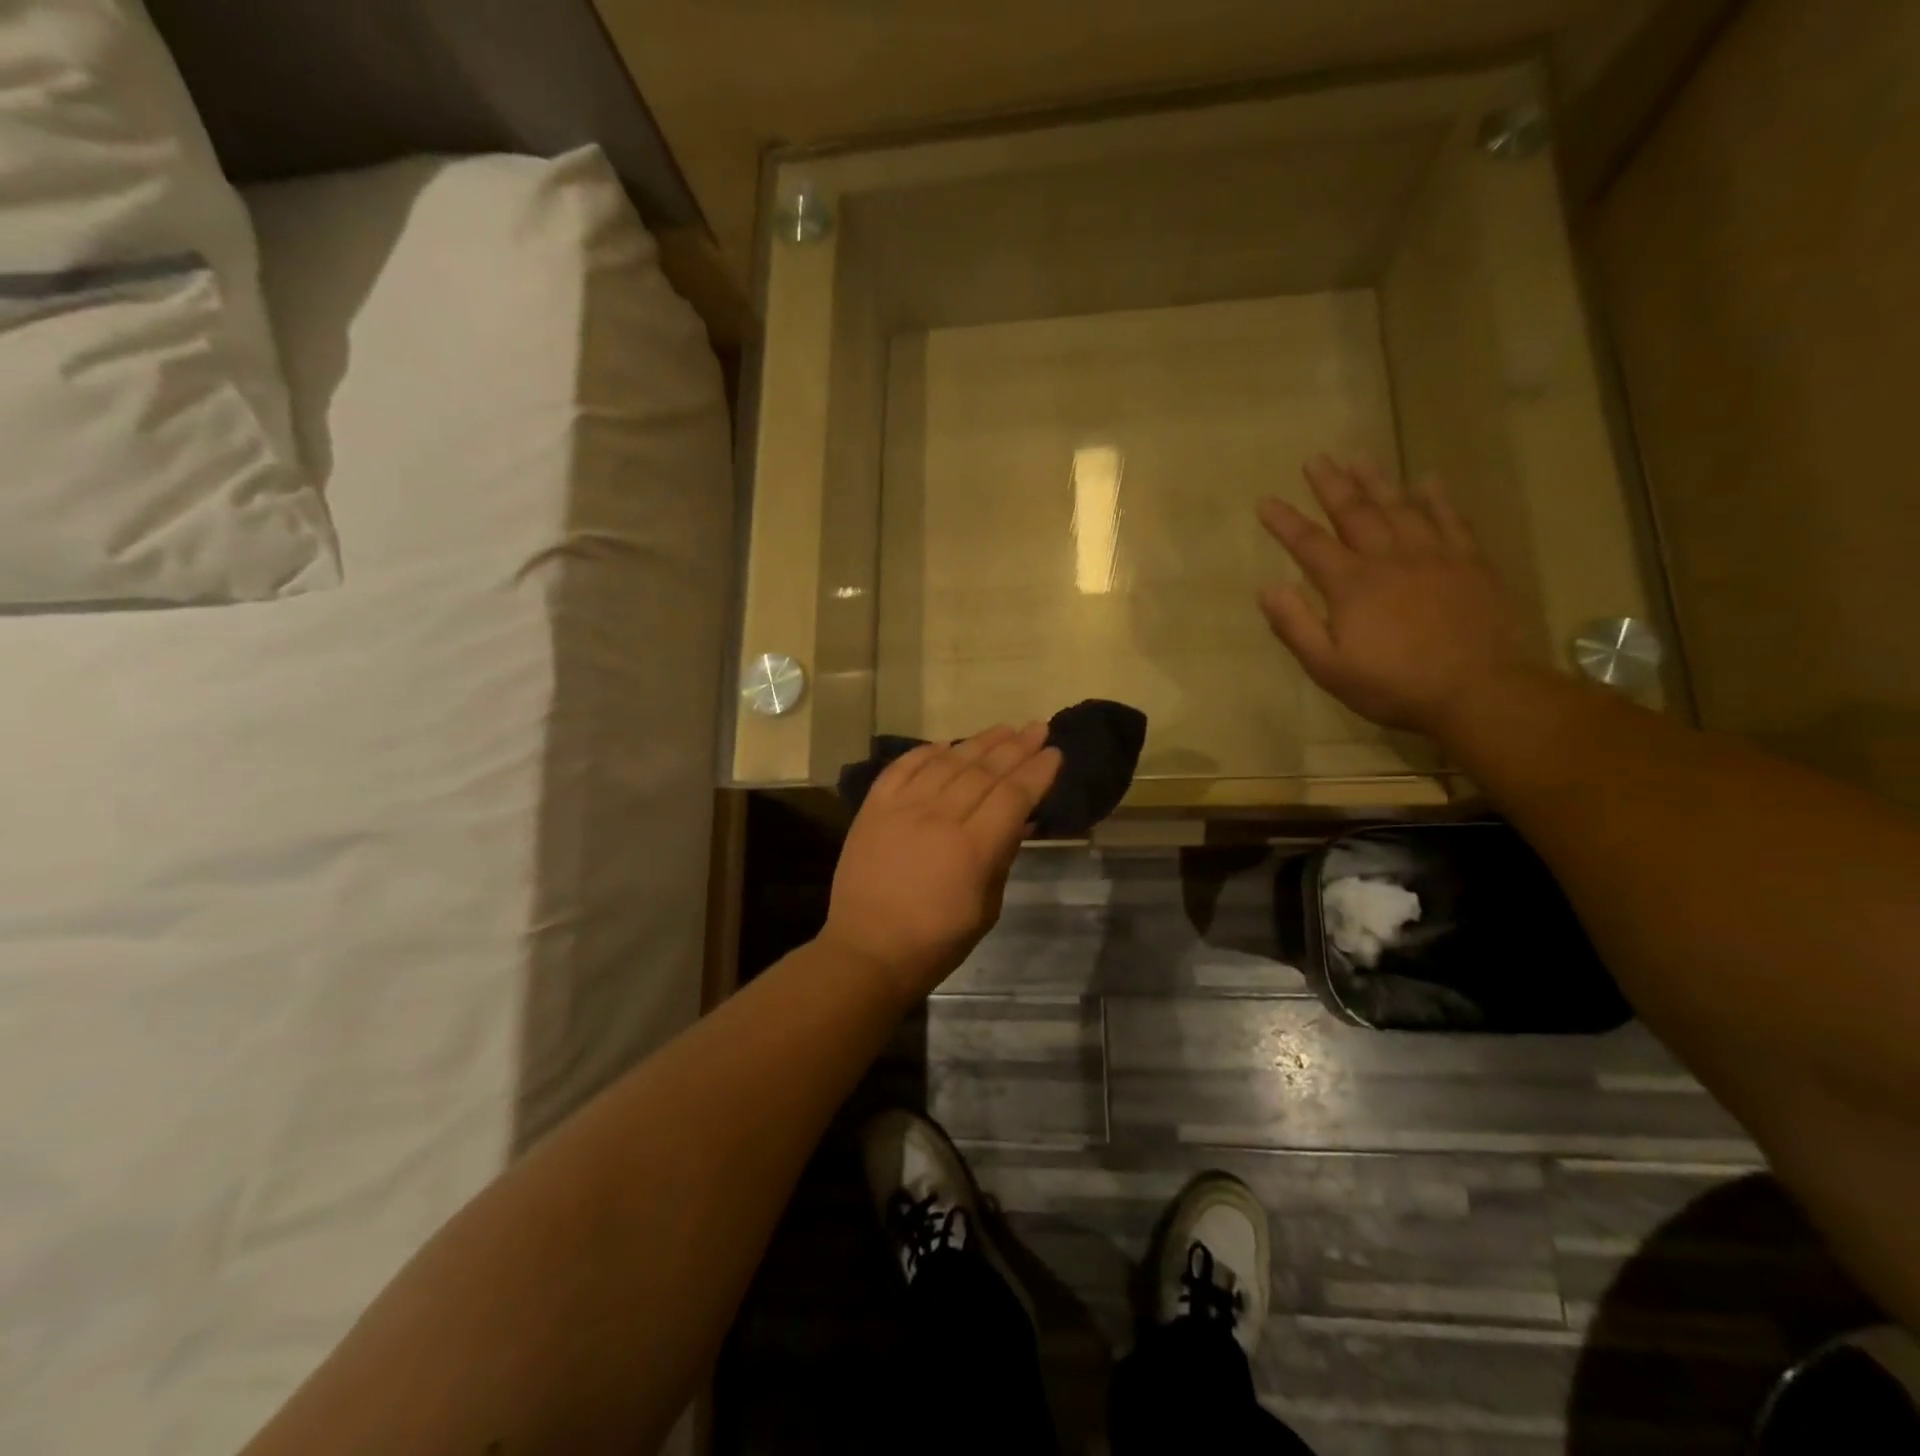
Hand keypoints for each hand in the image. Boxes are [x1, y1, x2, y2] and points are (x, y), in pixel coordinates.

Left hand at [821, 723, 1062, 1002]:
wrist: (867, 950)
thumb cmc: (936, 941)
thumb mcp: (987, 908)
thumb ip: (1002, 856)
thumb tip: (1019, 819)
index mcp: (972, 848)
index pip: (1013, 795)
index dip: (1037, 772)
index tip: (1054, 752)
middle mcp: (938, 817)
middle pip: (984, 771)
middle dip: (1016, 747)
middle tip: (1038, 728)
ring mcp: (902, 808)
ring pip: (947, 762)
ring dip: (978, 742)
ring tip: (1003, 728)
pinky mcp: (874, 808)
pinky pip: (902, 767)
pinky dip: (926, 752)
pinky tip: (946, 743)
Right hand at [1257, 456, 1542, 737]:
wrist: (1477, 690)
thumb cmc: (1393, 685)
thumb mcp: (1328, 668)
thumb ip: (1296, 627)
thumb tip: (1267, 589)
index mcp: (1351, 585)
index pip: (1309, 544)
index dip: (1285, 521)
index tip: (1265, 500)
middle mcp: (1389, 559)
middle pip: (1355, 512)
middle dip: (1332, 485)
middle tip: (1316, 459)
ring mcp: (1434, 556)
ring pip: (1400, 506)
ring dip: (1377, 480)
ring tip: (1360, 457)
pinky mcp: (1470, 562)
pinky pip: (1451, 519)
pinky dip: (1437, 497)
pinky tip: (1427, 479)